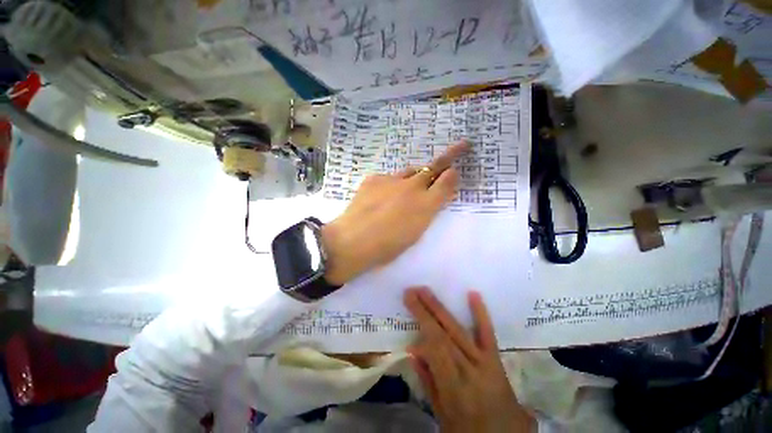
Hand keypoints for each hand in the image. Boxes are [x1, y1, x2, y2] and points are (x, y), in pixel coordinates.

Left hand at [321, 142, 470, 285]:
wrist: (353, 241)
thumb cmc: (387, 246)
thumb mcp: (415, 233)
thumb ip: (428, 212)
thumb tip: (434, 196)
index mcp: (426, 206)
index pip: (447, 182)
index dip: (454, 174)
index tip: (455, 170)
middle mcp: (413, 188)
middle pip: (434, 167)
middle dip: (449, 155)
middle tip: (461, 146)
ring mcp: (392, 180)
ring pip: (410, 172)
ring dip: (414, 177)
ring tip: (406, 190)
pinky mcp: (374, 179)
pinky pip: (388, 178)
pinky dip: (390, 185)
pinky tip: (381, 197)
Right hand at [404, 287, 534, 432]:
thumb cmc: (468, 431)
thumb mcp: (442, 415)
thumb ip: (428, 381)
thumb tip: (413, 350)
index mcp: (455, 389)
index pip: (436, 350)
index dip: (422, 327)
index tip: (409, 306)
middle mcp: (470, 371)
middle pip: (444, 336)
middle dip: (425, 311)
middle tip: (411, 291)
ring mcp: (485, 363)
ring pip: (459, 331)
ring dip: (440, 309)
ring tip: (426, 291)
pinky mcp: (496, 359)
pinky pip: (488, 334)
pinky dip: (480, 314)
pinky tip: (473, 294)